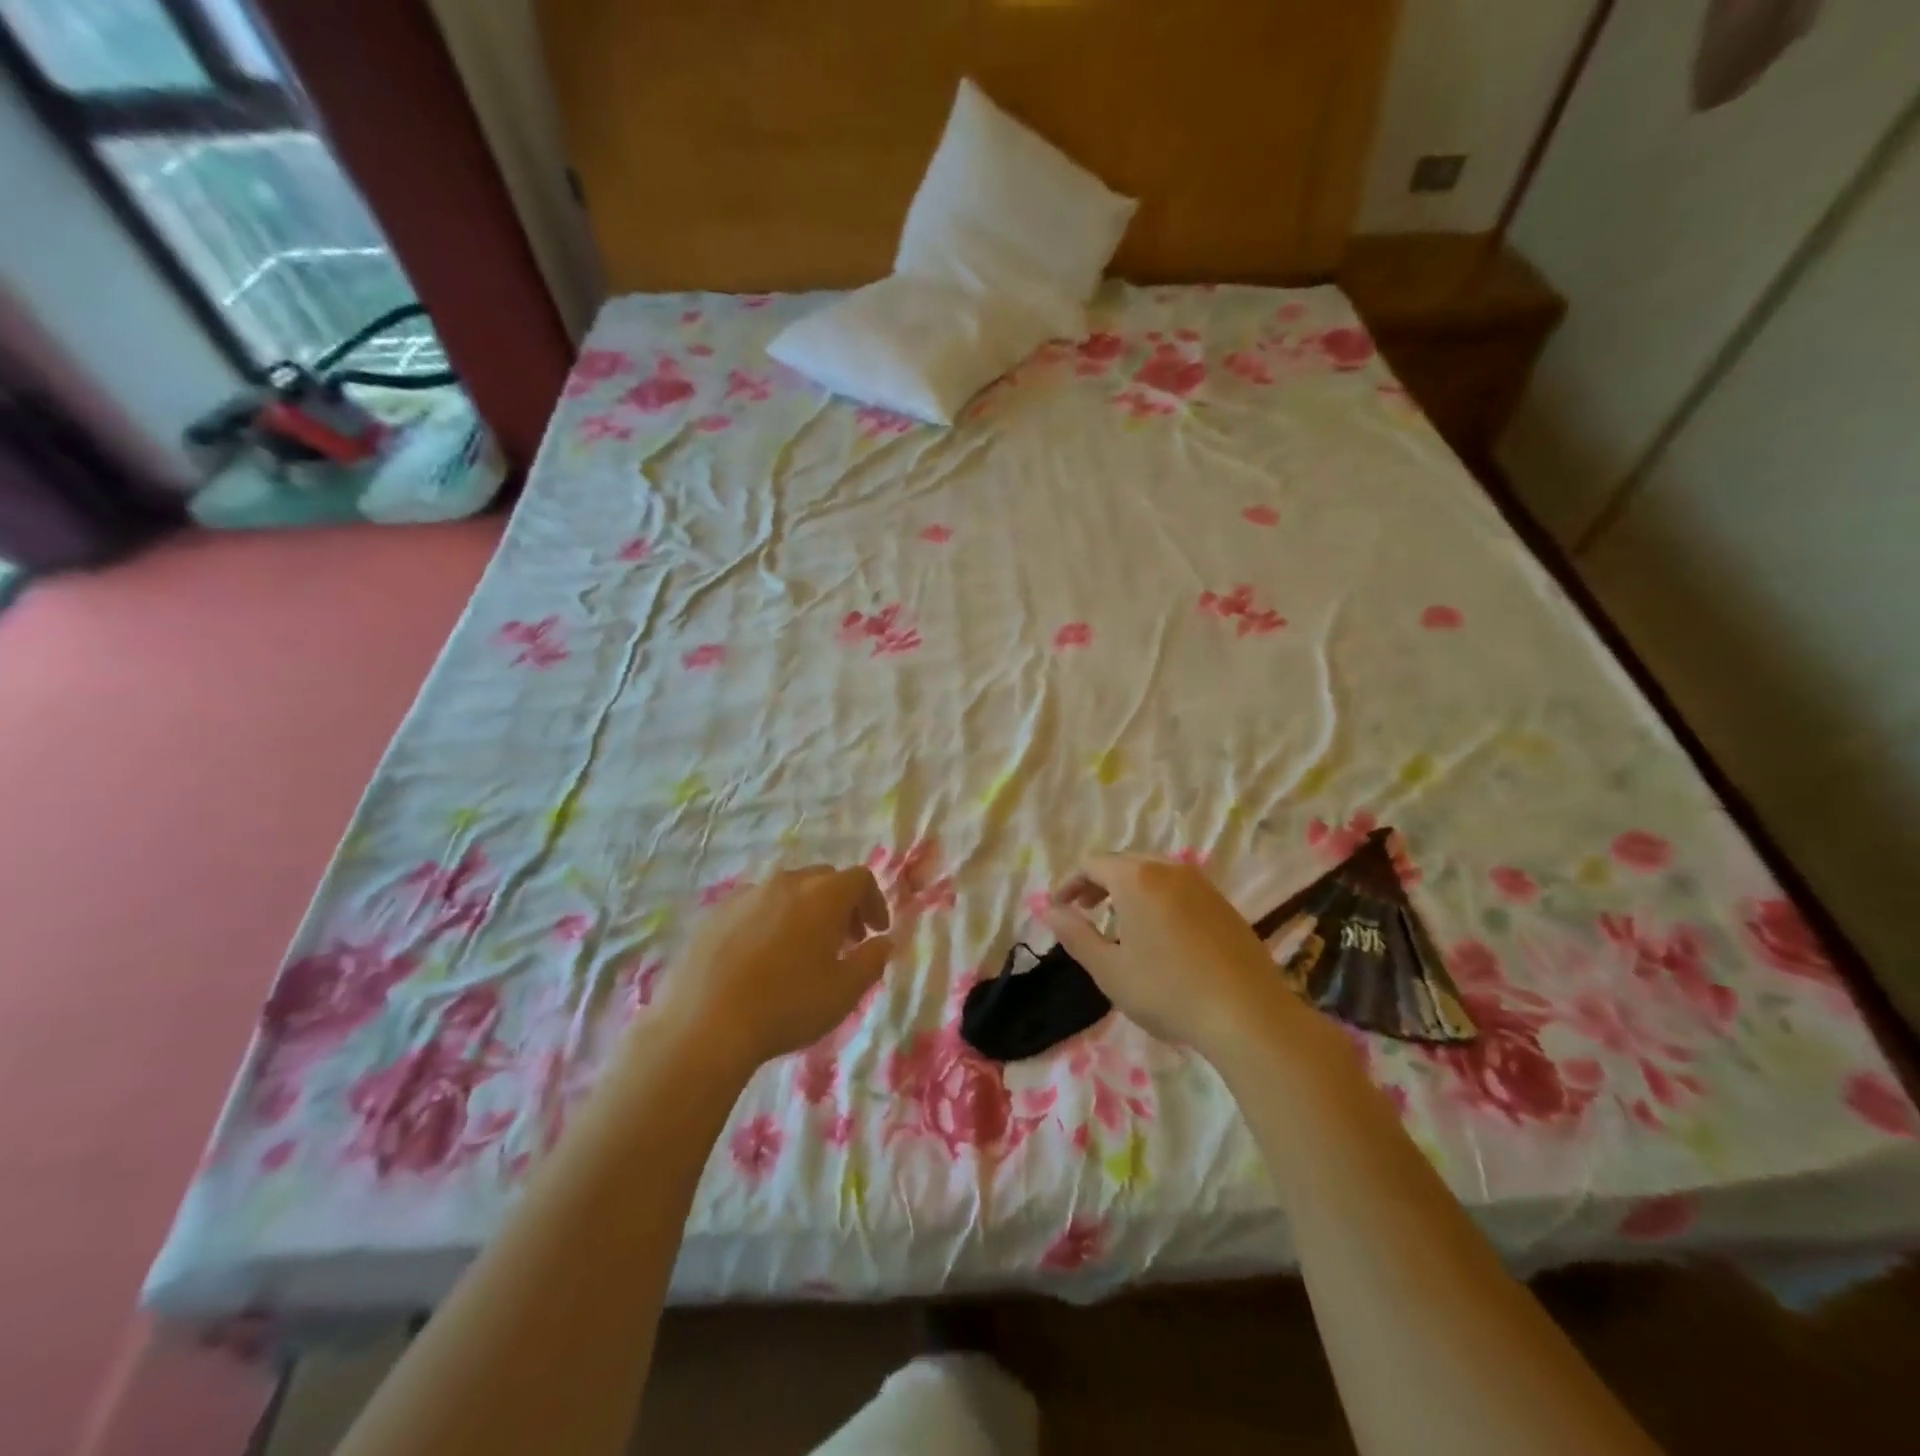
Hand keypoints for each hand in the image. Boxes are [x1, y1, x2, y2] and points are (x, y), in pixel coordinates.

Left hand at [650, 866, 894, 1072]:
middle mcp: (785, 882)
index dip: (874, 902)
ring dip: (804, 911)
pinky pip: (754, 907)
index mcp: (822, 895)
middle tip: (845, 940)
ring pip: (786, 891)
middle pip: (823, 879)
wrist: (704, 1024)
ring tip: (802, 951)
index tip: (875, 932)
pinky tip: (761, 958)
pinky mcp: (714, 914)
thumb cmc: (788, 1006)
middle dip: (841, 905)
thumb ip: (872, 960)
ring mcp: (746, 895)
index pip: (859, 878)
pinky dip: (769, 921)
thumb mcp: (844, 991)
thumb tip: (884, 942)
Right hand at [1043, 853, 1321, 1059]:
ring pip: (1153, 873)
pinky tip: (1160, 934)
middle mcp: (1169, 869)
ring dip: (1128, 890)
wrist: (1248, 1014)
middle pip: (1123, 862)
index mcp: (1136, 878)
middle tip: (1084, 913)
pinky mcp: (1223, 903)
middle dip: (1097, 883)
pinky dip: (1157, 898)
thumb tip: (1048, 909)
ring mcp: (1201, 884)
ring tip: (1120, 924)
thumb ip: (1074, 934)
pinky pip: (1178, 888)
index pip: (1092, 864)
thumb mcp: (1109, 969)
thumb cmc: (1168, 991)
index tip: (1058, 909)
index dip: (1069, 884)